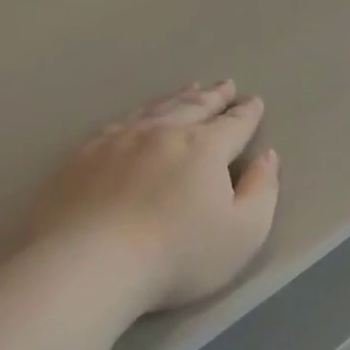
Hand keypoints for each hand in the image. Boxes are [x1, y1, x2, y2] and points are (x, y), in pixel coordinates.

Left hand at [26, 81, 280, 313]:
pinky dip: (136, 115)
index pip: (232, 124)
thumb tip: (267, 157)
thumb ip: (262, 191)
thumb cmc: (178, 256)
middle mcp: (161, 133)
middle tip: (225, 85)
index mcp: (203, 148)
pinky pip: (116, 124)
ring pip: (154, 109)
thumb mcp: (243, 233)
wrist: (91, 264)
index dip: (246, 114)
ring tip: (189, 88)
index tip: (254, 101)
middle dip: (213, 96)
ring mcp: (117, 141)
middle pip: (193, 107)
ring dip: (176, 98)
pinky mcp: (82, 157)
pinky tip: (134, 119)